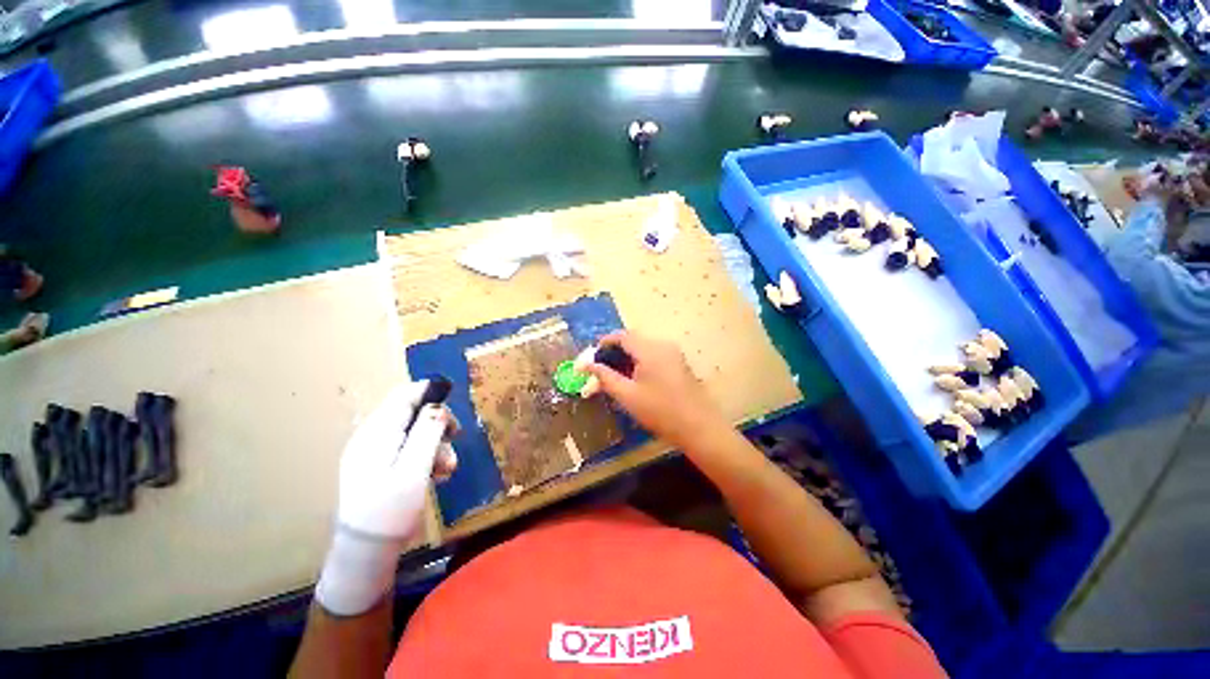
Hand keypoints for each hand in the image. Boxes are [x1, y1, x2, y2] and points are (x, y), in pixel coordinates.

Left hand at [315, 382, 457, 615]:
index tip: (454, 400)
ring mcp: (373, 453)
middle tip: (456, 438)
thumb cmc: (391, 510)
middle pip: (411, 413)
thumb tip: (439, 406)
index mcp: (376, 434)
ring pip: (413, 433)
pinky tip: (436, 474)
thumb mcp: (415, 469)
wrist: (365, 552)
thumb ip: (427, 433)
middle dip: (437, 424)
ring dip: (435, 444)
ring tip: (448, 468)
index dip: (430, 392)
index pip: (403, 396)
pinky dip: (425, 456)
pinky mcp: (378, 466)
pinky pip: (407, 449)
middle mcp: (372, 437)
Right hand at [584, 332, 727, 449]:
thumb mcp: (627, 396)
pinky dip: (640, 362)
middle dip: (614, 352)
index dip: (604, 343)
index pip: (622, 336)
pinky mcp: (679, 363)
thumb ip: (605, 377)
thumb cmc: (660, 412)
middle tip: (601, 369)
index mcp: (650, 349)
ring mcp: (674, 354)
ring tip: (614, 376)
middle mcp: (663, 345)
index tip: (591, 357)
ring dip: (627, 357)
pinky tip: (634, 379)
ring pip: (643, 348)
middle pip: (633, 340)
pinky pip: (654, 355)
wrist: (699, 428)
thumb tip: (587, 365)